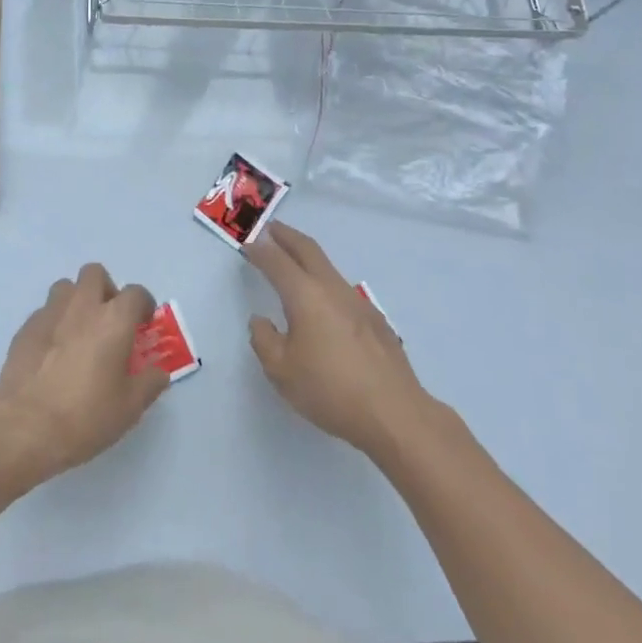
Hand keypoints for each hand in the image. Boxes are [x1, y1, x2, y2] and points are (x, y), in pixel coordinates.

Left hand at [0, 264, 168, 490]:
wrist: (25, 428)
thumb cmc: (86, 416)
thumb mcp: (130, 407)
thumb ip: (149, 383)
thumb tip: (158, 372)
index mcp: (113, 320)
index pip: (135, 292)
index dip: (143, 303)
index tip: (143, 322)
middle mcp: (82, 306)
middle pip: (94, 273)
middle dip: (106, 289)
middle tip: (109, 319)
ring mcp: (49, 314)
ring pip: (65, 287)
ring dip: (76, 301)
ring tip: (79, 331)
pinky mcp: (25, 329)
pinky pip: (44, 312)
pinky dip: (54, 322)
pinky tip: (53, 351)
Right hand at [243, 222, 441, 464]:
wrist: (394, 413)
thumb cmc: (330, 390)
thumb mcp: (281, 371)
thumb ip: (264, 340)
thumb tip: (261, 321)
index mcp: (305, 296)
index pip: (277, 262)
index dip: (259, 251)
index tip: (247, 244)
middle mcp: (332, 289)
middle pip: (308, 249)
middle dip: (287, 236)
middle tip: (270, 229)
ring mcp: (358, 302)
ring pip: (328, 267)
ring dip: (307, 257)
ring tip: (293, 261)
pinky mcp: (375, 319)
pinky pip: (342, 289)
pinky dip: (325, 281)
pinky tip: (323, 303)